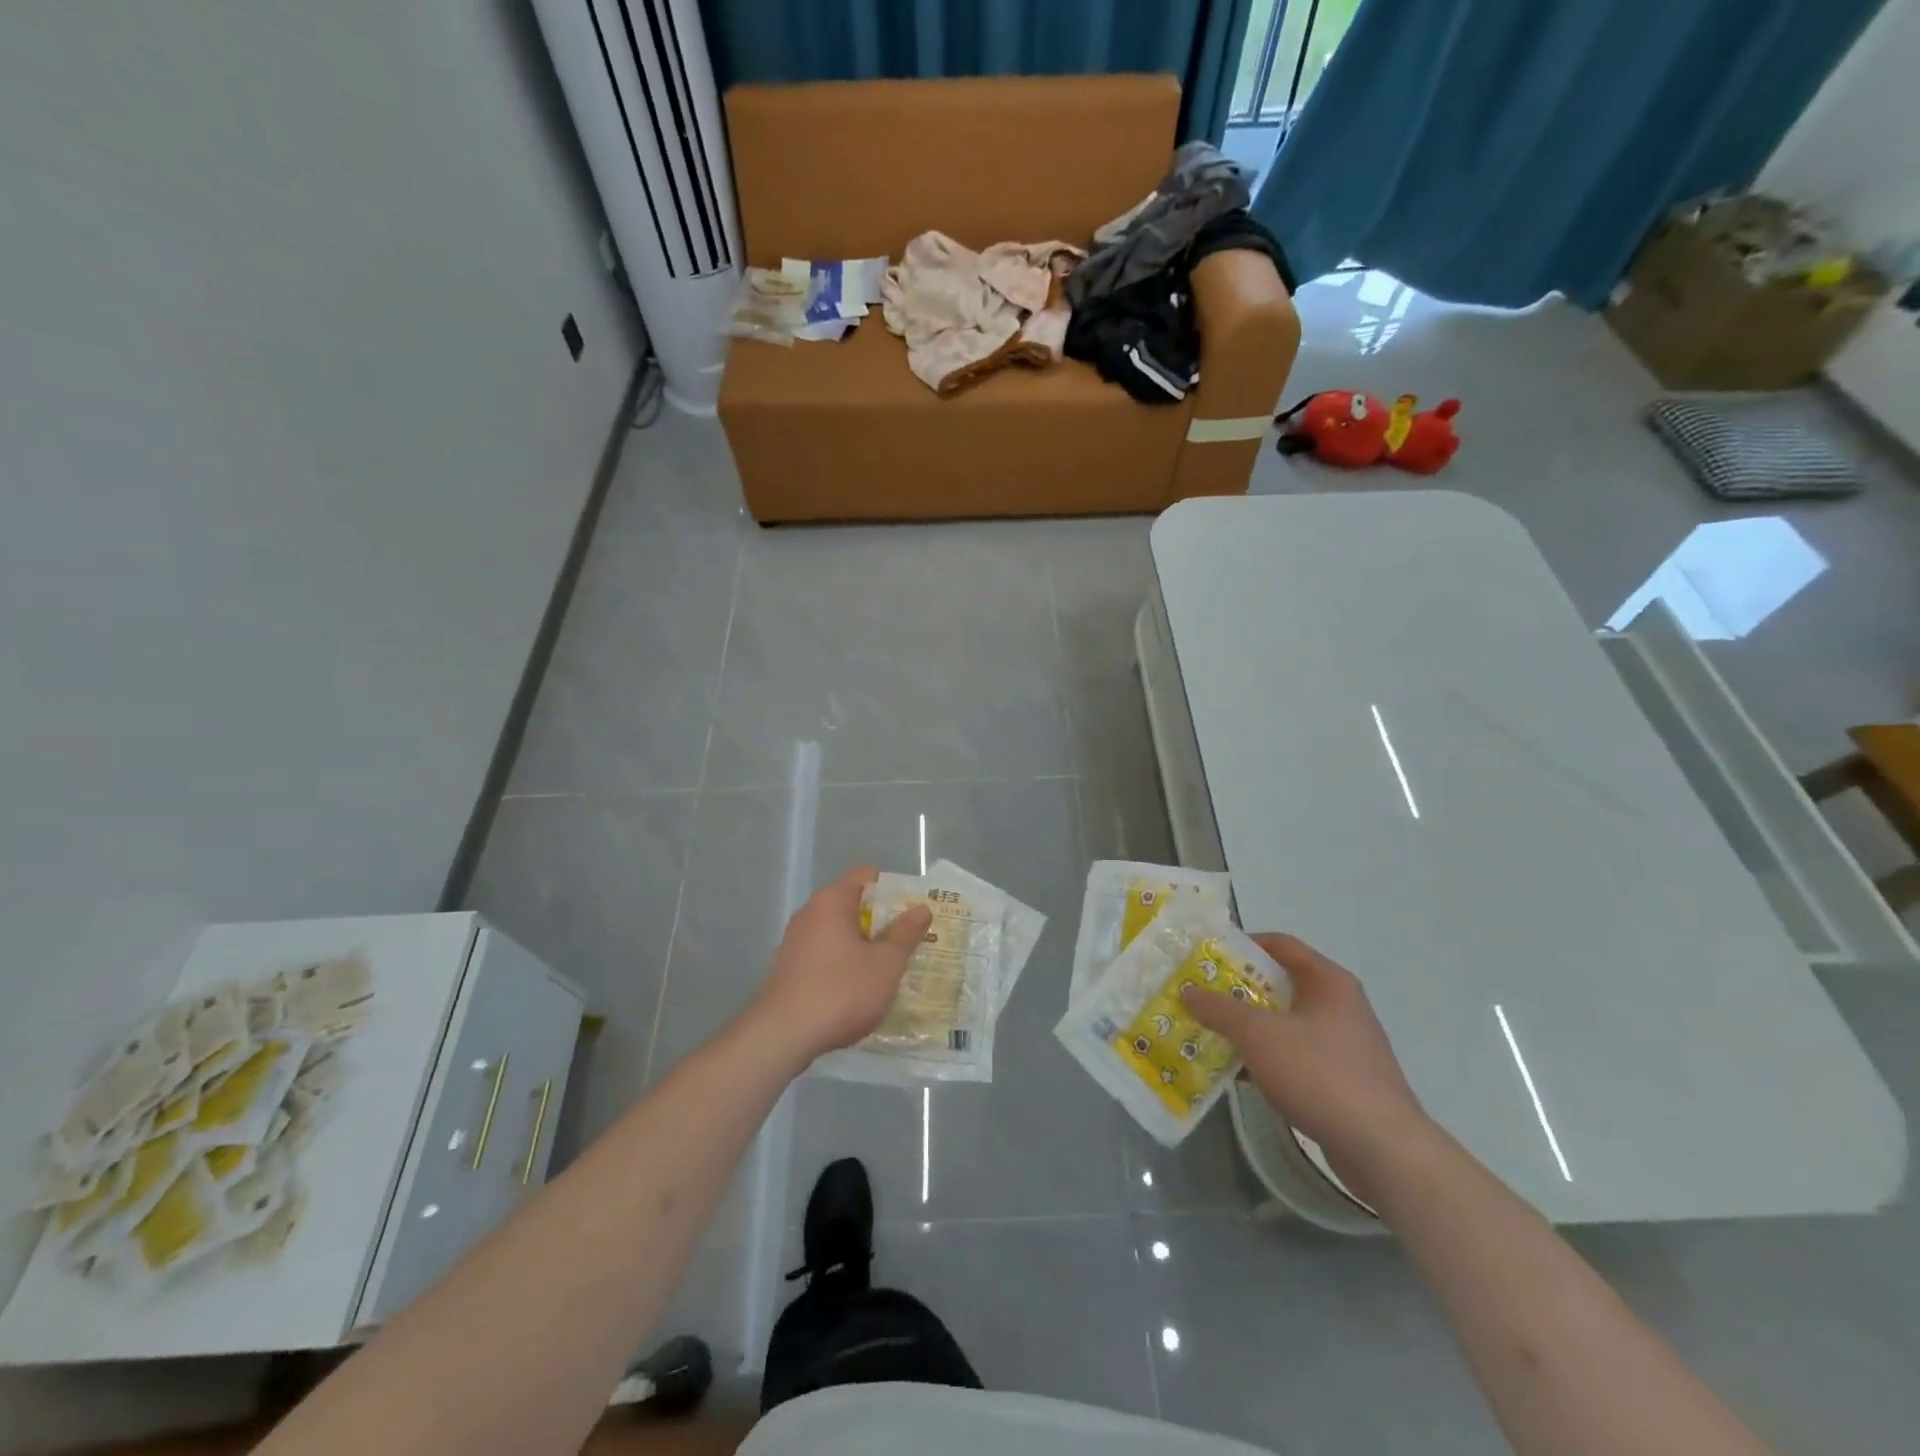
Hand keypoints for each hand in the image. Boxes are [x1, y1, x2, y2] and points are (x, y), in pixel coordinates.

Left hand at [747, 866, 930, 1065]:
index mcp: (832, 901)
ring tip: (892, 969)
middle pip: (854, 904)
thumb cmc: (840, 992)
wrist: (781, 1037)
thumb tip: (921, 908)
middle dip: (884, 921)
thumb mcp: (885, 964)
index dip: (894, 890)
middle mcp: (810, 913)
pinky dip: (846, 964)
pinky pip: (826, 954)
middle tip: (911, 942)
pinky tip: (861, 990)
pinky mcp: (790, 969)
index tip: (913, 913)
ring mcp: (796, 942)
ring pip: (841, 933)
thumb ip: (905, 934)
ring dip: (866, 945)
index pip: (867, 876)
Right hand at [1182, 934, 1428, 1188]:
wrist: (1383, 1149)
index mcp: (1328, 981)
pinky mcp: (1345, 1079)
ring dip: (1251, 1027)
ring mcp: (1345, 1044)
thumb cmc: (1319, 1074)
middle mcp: (1341, 1005)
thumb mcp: (1258, 1035)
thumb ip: (1219, 1009)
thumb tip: (1187, 990)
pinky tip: (1241, 1073)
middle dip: (1239, 990)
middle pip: (1281, 984)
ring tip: (1212, 1034)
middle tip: (1201, 997)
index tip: (1207, 957)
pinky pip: (1297, 1055)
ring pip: (1287, 1023)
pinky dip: (1269, 1057)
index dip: (1242, 945)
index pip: (1280, 945)